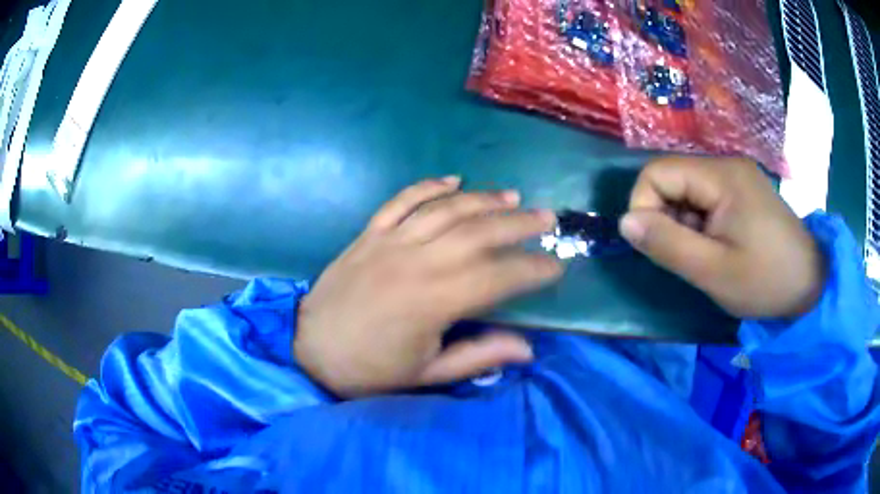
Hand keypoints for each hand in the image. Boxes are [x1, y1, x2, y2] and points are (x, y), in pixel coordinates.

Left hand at [294, 177, 561, 397]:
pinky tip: (453, 180)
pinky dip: (429, 186)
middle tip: (547, 218)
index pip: (498, 277)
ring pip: (446, 209)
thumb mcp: (426, 374)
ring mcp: (390, 241)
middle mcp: (416, 262)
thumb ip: (478, 357)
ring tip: (512, 196)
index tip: (557, 266)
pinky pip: (402, 200)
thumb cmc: (369, 370)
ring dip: (483, 199)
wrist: (310, 349)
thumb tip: (528, 349)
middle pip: (478, 231)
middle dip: (518, 223)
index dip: (532, 269)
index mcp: (433, 301)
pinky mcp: (369, 233)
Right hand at [619, 156, 825, 319]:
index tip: (657, 246)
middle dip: (668, 218)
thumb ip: (667, 244)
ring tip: (708, 255)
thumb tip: (624, 222)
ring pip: (687, 191)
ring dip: (685, 224)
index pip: (657, 172)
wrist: (810, 285)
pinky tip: (719, 246)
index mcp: (721, 176)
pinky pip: (705, 198)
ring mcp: (737, 176)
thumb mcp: (713, 271)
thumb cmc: (765, 280)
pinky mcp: (743, 190)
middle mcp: (727, 164)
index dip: (644, 207)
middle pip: (672, 179)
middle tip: (689, 255)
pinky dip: (701, 223)